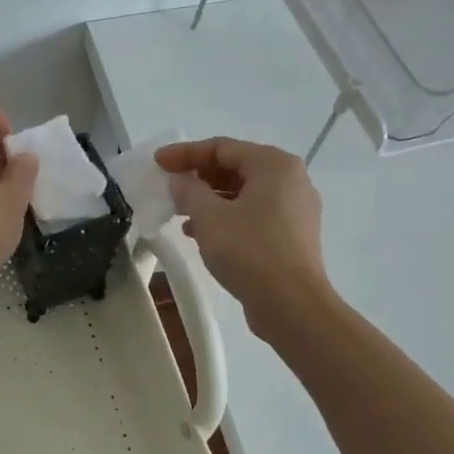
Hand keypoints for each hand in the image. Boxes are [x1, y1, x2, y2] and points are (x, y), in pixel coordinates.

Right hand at [156, 137, 330, 324]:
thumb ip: (189, 191)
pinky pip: (253, 214)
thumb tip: (179, 181)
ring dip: (209, 199)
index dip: (185, 153)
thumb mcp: (209, 217)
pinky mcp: (292, 235)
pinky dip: (226, 217)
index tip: (157, 163)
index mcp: (274, 165)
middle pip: (235, 167)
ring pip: (243, 193)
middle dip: (198, 176)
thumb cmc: (249, 251)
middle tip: (168, 186)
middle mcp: (291, 180)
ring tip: (179, 212)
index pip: (222, 147)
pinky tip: (201, 234)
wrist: (292, 305)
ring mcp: (295, 209)